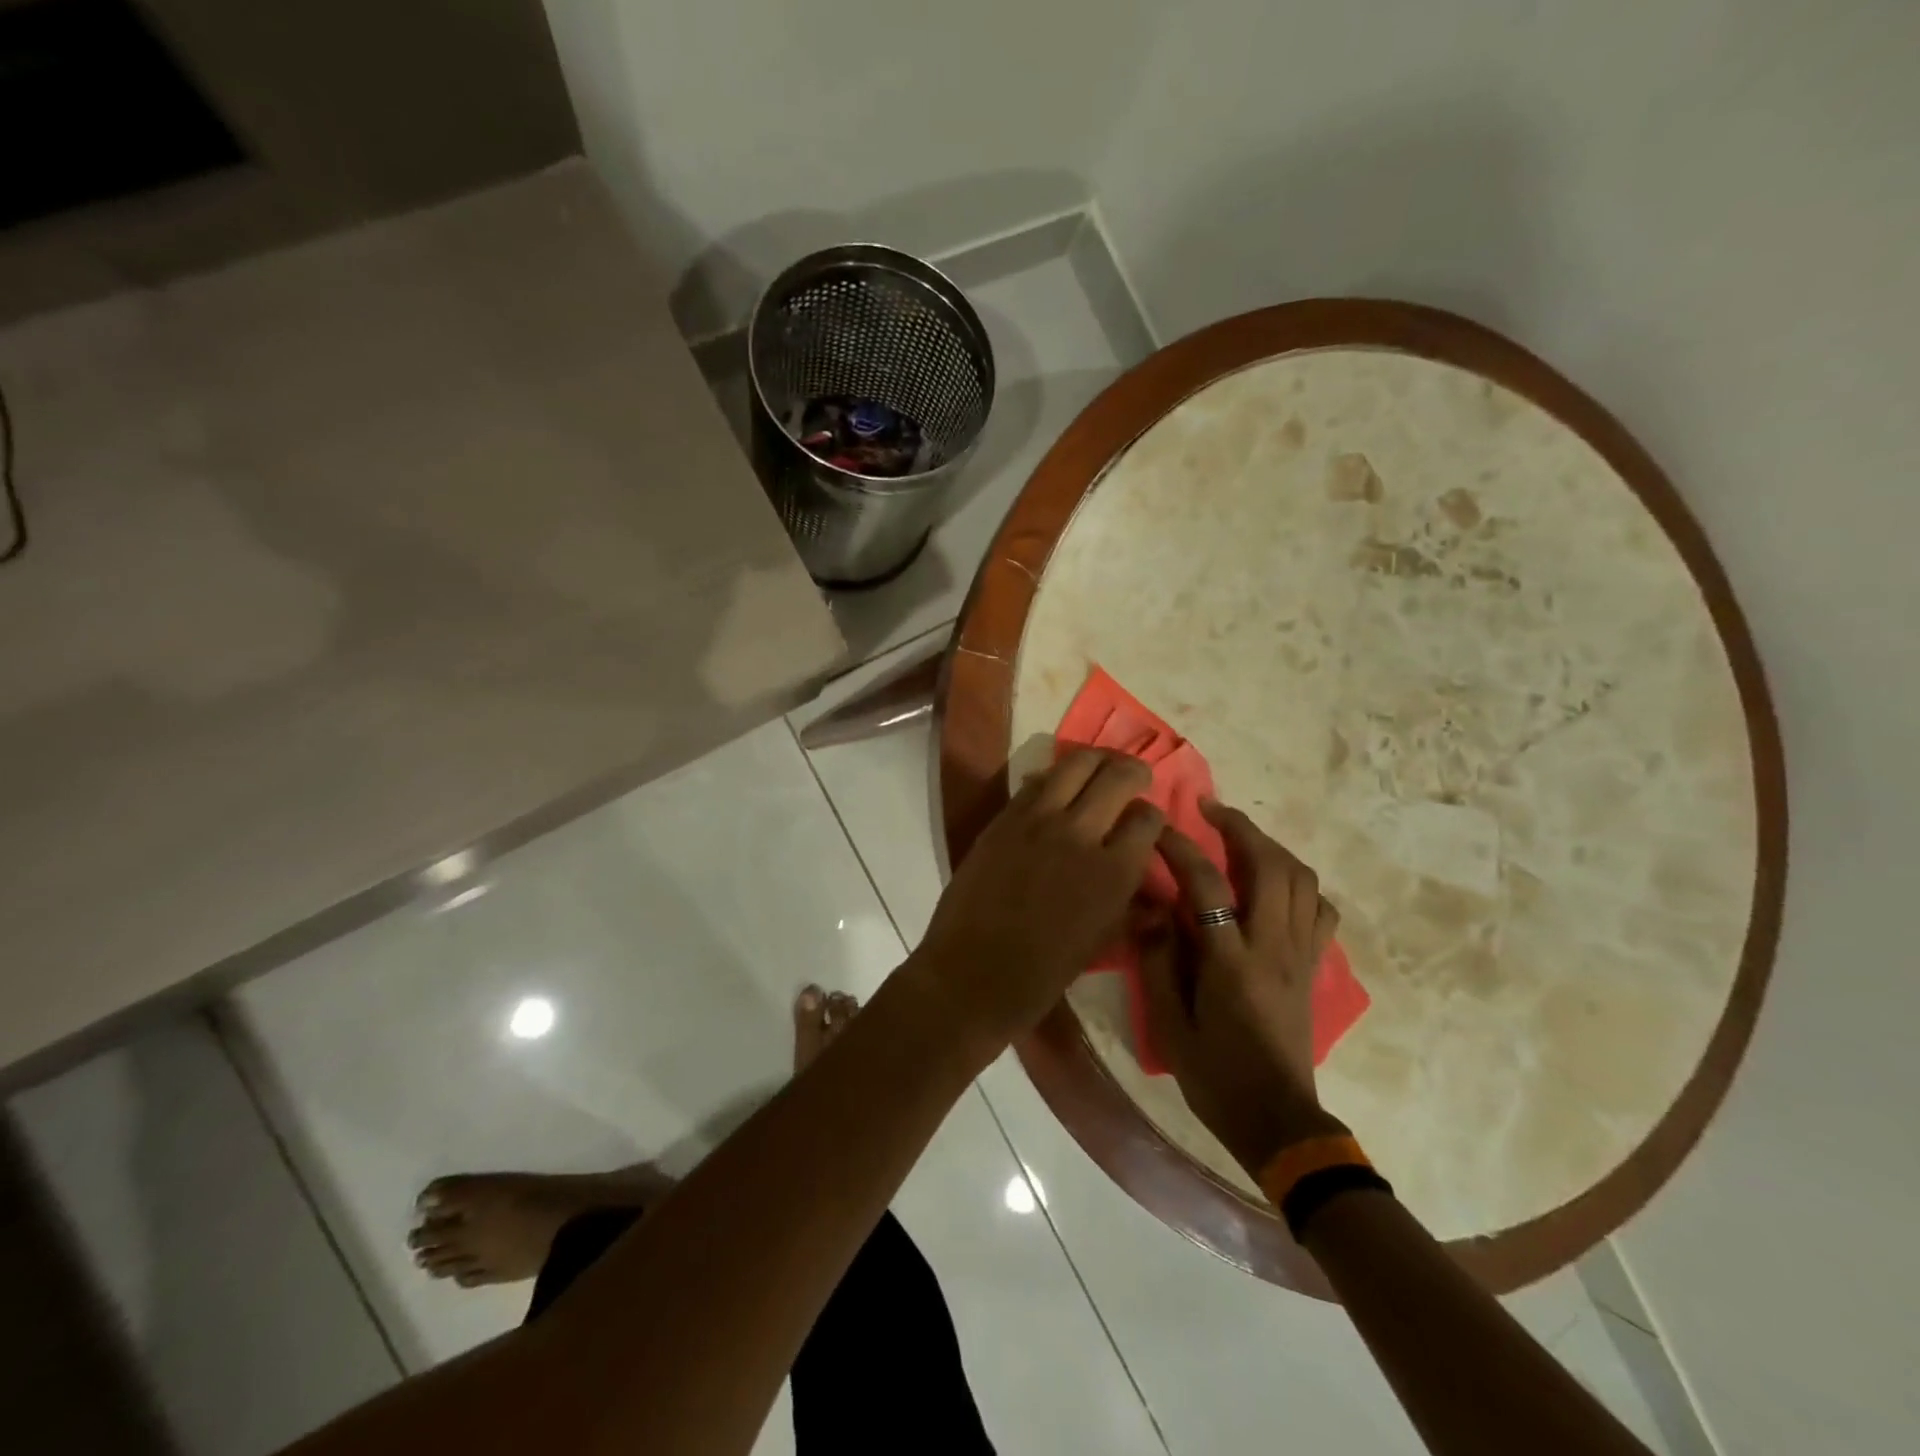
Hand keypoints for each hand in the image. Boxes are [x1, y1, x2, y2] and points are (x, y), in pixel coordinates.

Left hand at [909, 749, 1163, 1054]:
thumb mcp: (1101, 943)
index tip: (1146, 822)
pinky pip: (1037, 781)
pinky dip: (1054, 776)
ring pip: (1077, 764)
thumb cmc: (1042, 974)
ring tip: (1100, 767)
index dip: (1152, 816)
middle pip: (1118, 776)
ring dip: (1096, 760)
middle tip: (1133, 777)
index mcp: (1114, 872)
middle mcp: (1081, 833)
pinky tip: (1057, 787)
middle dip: (1134, 772)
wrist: (972, 973)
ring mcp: (1038, 820)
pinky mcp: (1004, 817)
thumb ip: (1132, 910)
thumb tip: (1157, 896)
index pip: (1148, 819)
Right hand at [1136, 800, 1344, 1174]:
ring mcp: (1301, 956)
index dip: (1180, 847)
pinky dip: (1298, 883)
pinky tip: (1273, 884)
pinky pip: (1319, 909)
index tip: (1156, 825)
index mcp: (1233, 963)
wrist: (1278, 1122)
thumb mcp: (1170, 1025)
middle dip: (1239, 827)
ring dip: (1271, 847)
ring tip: (1240, 836)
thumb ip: (1158, 960)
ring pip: (1302, 880)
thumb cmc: (1216, 1076)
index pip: (1208, 886)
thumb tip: (1152, 906)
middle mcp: (1274, 948)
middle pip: (1271, 866)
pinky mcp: (1313, 967)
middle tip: (1209, 809)